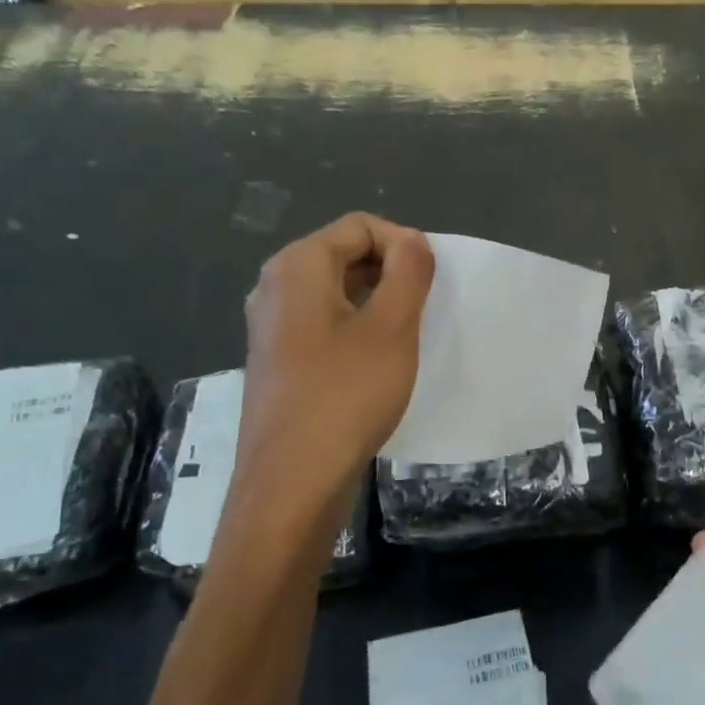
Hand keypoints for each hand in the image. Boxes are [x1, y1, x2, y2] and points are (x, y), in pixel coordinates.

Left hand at [226, 214, 433, 536]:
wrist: (293, 479)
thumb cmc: (346, 395)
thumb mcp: (392, 328)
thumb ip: (408, 273)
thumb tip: (413, 241)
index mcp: (297, 266)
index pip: (359, 226)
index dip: (403, 243)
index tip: (433, 282)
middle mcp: (275, 287)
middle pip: (343, 255)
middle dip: (391, 273)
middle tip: (426, 310)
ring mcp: (271, 327)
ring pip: (335, 293)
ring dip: (377, 304)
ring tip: (408, 338)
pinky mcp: (278, 362)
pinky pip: (323, 326)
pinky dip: (356, 331)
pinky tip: (377, 365)